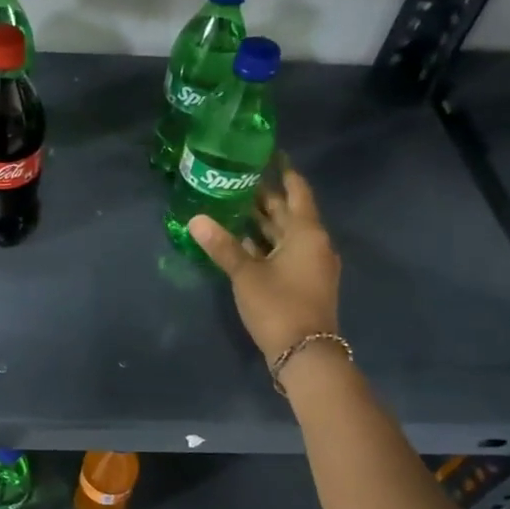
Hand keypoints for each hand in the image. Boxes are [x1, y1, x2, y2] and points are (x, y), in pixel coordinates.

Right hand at [190, 163, 341, 362]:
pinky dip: (266, 244)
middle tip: (239, 179)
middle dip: (266, 197)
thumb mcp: (246, 274)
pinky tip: (243, 242)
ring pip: (286, 234)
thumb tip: (195, 219)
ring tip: (235, 205)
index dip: (284, 172)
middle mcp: (314, 243)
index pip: (297, 191)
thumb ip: (222, 245)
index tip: (269, 155)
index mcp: (307, 233)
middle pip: (290, 212)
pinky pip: (285, 252)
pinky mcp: (304, 282)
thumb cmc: (278, 305)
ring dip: (264, 222)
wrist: (305, 353)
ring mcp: (311, 264)